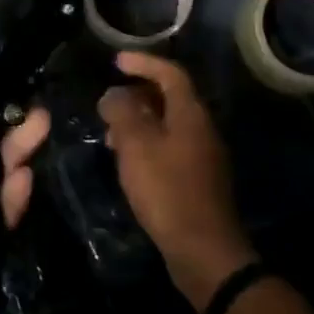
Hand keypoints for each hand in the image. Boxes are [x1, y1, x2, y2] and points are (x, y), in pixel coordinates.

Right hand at [101, 52, 256, 312]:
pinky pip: (171, 147)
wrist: (204, 251)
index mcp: (191, 113)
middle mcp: (202, 128)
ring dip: (140, 121)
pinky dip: (148, 143)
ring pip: (169, 124)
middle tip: (109, 99)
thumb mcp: (137, 147)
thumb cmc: (168, 191)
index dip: (144, 62)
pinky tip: (129, 162)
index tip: (116, 61)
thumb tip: (113, 94)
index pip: (170, 73)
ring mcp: (204, 155)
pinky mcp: (198, 180)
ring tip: (110, 133)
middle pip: (171, 97)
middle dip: (138, 93)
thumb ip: (122, 114)